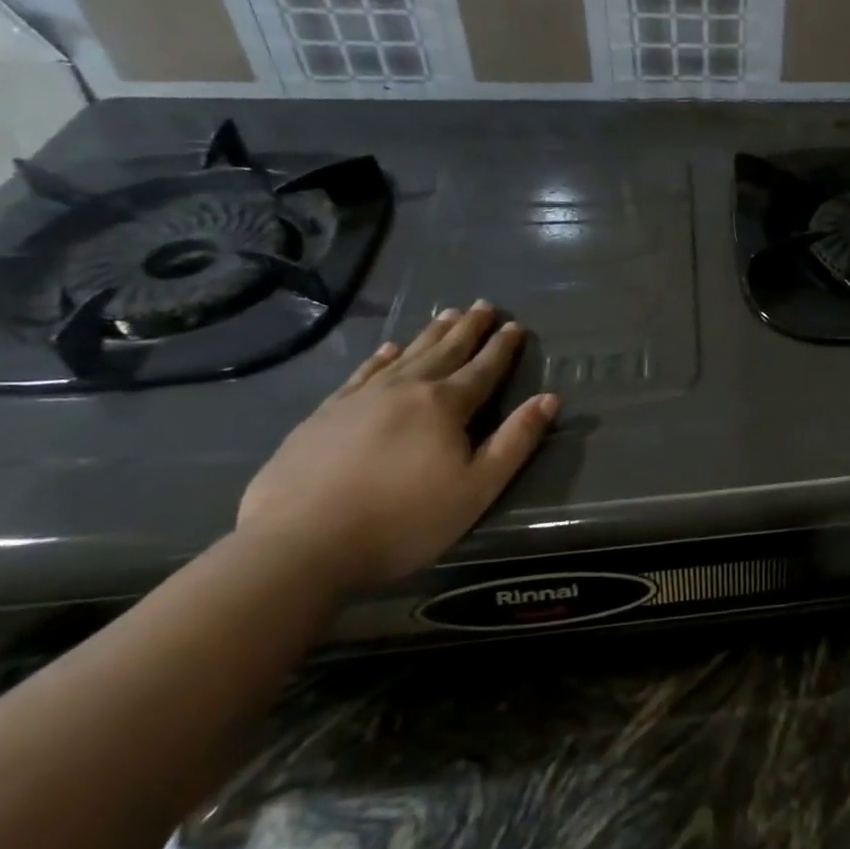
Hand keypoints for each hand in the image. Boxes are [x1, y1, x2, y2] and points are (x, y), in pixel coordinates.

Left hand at [236, 302, 558, 592]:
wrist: (300, 543)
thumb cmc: (403, 520)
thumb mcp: (477, 488)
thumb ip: (515, 440)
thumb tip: (549, 398)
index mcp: (445, 405)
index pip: (483, 368)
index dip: (502, 347)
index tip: (514, 325)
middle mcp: (406, 389)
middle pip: (445, 351)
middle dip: (468, 328)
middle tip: (483, 305)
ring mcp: (361, 398)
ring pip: (406, 354)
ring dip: (430, 334)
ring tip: (447, 314)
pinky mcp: (325, 414)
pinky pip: (363, 373)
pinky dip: (381, 357)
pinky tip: (388, 349)